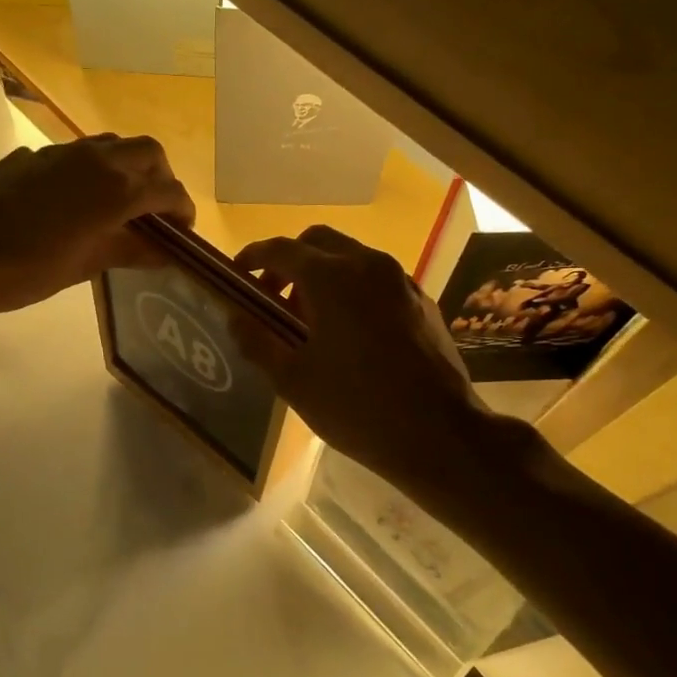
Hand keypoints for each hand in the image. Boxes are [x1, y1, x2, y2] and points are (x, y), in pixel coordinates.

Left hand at [0, 135, 195, 316]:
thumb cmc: (26, 269)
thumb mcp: (84, 266)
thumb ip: (129, 251)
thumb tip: (164, 251)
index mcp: (116, 190)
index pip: (169, 190)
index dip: (182, 210)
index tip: (182, 231)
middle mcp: (97, 160)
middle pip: (148, 153)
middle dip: (161, 178)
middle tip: (154, 211)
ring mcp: (63, 152)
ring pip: (113, 145)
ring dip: (127, 167)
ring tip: (118, 203)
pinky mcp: (34, 154)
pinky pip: (78, 153)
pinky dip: (92, 170)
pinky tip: (72, 201)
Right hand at [234, 226, 525, 487]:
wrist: (441, 434)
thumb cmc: (357, 407)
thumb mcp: (293, 380)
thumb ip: (257, 341)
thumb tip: (234, 316)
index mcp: (331, 277)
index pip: (280, 250)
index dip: (252, 257)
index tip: (236, 275)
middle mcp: (368, 265)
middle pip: (318, 242)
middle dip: (288, 262)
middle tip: (272, 298)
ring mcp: (400, 280)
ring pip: (350, 257)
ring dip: (321, 275)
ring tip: (308, 320)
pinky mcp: (421, 301)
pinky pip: (376, 279)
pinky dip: (351, 289)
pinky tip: (349, 333)